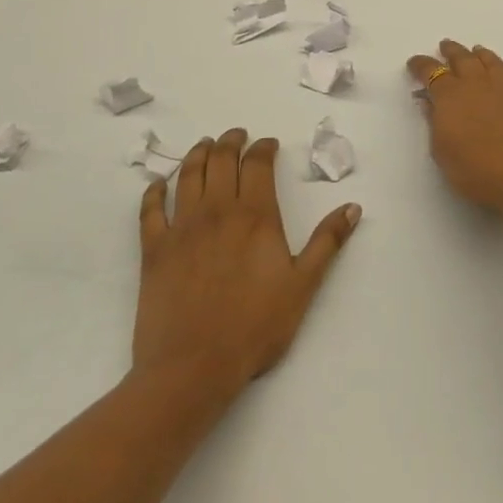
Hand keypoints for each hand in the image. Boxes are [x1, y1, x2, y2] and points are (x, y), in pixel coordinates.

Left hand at [134, 128, 359, 397]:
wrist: (193, 366)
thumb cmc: (254, 327)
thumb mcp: (303, 286)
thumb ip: (327, 242)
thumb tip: (352, 206)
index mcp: (255, 216)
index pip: (258, 165)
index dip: (264, 148)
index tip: (269, 143)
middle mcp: (217, 211)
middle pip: (221, 160)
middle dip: (231, 141)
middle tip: (237, 136)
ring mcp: (182, 227)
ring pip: (187, 175)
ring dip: (197, 154)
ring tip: (205, 145)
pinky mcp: (154, 249)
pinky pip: (150, 209)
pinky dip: (153, 191)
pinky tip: (158, 184)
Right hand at [406, 41, 502, 217]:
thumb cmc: (477, 170)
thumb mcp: (442, 152)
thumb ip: (434, 123)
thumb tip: (428, 101)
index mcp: (449, 96)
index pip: (431, 72)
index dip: (420, 66)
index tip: (414, 63)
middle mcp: (474, 84)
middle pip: (460, 59)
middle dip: (449, 52)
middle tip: (444, 47)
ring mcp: (500, 87)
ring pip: (484, 59)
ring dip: (474, 53)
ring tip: (471, 50)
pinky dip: (493, 61)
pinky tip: (494, 67)